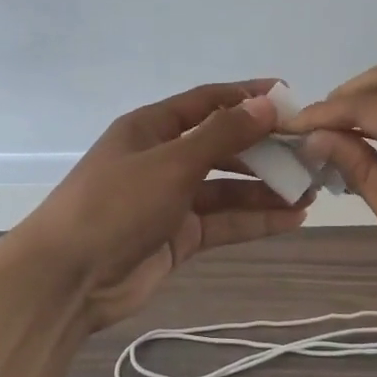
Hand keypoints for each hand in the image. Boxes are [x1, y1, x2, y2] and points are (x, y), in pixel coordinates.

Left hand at [5, 81, 310, 330]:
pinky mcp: (178, 237)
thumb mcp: (172, 162)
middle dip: (264, 149)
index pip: (208, 101)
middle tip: (309, 153)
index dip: (247, 96)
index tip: (289, 96)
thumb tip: (267, 104)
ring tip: (310, 190)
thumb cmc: (116, 204)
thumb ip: (223, 135)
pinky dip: (255, 219)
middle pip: (222, 145)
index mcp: (152, 127)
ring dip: (265, 188)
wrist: (66, 279)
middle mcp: (163, 158)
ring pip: (227, 187)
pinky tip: (292, 219)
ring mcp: (170, 199)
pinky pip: (223, 221)